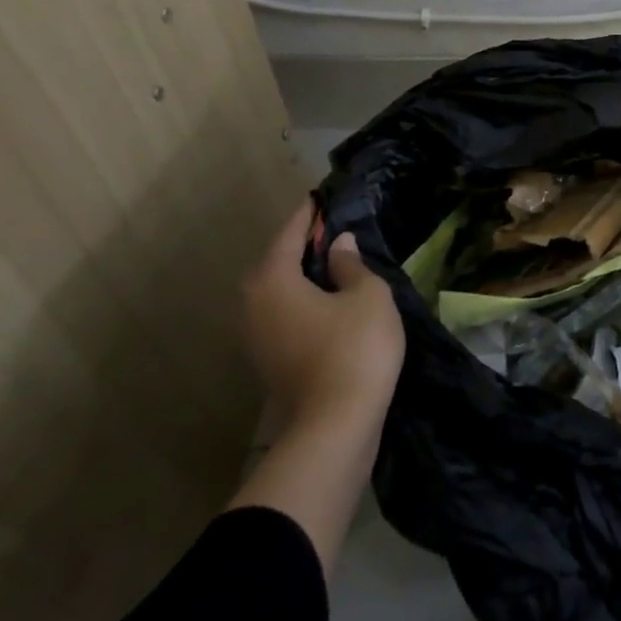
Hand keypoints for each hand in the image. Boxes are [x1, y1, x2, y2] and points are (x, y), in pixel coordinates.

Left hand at [242, 202, 404, 430]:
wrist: (337, 422)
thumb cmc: (355, 346)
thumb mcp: (367, 295)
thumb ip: (352, 265)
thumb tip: (339, 245)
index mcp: (273, 282)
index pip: (289, 236)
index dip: (307, 217)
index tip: (318, 199)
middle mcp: (253, 307)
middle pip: (273, 265)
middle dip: (298, 247)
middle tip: (328, 232)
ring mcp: (256, 339)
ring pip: (275, 293)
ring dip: (298, 276)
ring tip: (330, 264)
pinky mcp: (269, 362)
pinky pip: (281, 316)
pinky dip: (300, 301)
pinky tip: (327, 301)